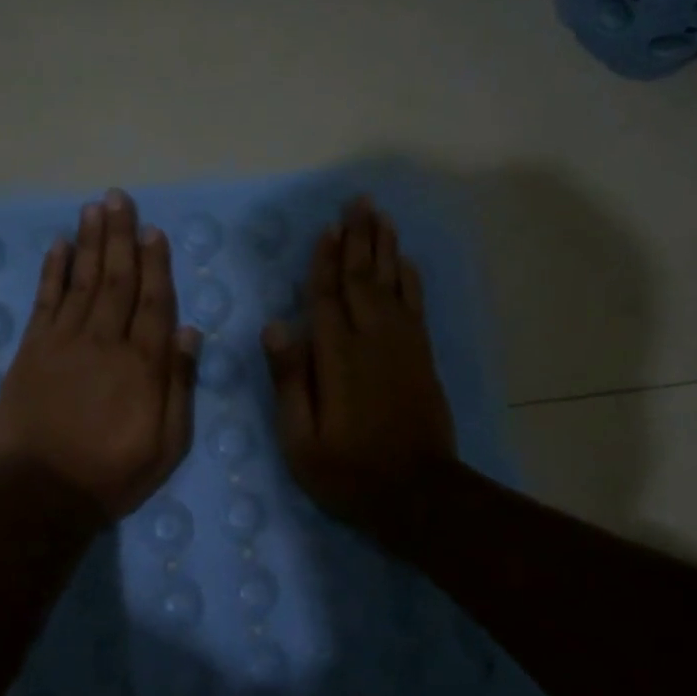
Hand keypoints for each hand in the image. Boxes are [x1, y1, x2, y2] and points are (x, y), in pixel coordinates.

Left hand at [0, 188, 199, 520]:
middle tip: (119, 198)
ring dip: (90, 242)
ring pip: (82, 280)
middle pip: (117, 279)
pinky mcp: (31, 350)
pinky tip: (59, 246)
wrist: (41, 493)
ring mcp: (64, 342)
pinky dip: (52, 271)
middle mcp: (105, 341)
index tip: (153, 230)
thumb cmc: (112, 473)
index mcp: (143, 364)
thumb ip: (180, 385)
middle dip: (120, 236)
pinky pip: (44, 301)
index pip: (154, 301)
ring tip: (95, 208)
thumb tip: (189, 331)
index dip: (156, 263)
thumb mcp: (168, 444)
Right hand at [263, 195, 456, 533]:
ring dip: (385, 248)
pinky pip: (415, 305)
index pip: (326, 296)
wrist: (418, 494)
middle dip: (359, 238)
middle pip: (363, 278)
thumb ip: (288, 380)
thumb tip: (274, 325)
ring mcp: (402, 346)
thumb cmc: (348, 471)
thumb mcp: (300, 439)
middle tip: (358, 201)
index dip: (325, 260)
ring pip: (391, 284)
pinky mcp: (422, 357)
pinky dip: (409, 279)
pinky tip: (405, 261)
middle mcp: (372, 339)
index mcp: (337, 357)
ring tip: (380, 216)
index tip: (328, 227)